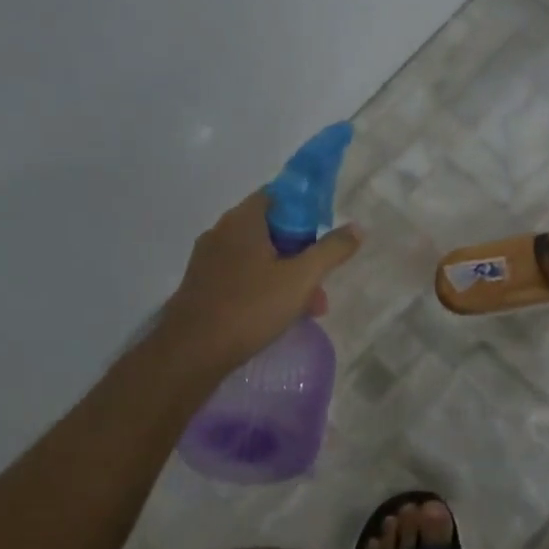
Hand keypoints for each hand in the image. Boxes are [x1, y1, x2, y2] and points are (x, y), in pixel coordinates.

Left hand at [154, 191, 360, 378]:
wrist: (191, 353)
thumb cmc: (250, 307)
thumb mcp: (301, 279)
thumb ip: (331, 250)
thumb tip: (357, 227)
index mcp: (243, 220)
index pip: (280, 195)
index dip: (307, 210)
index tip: (325, 236)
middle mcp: (221, 231)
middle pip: (272, 229)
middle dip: (302, 254)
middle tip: (320, 283)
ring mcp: (208, 260)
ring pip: (258, 257)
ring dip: (287, 276)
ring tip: (308, 309)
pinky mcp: (202, 285)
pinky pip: (242, 276)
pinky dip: (264, 288)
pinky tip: (277, 316)